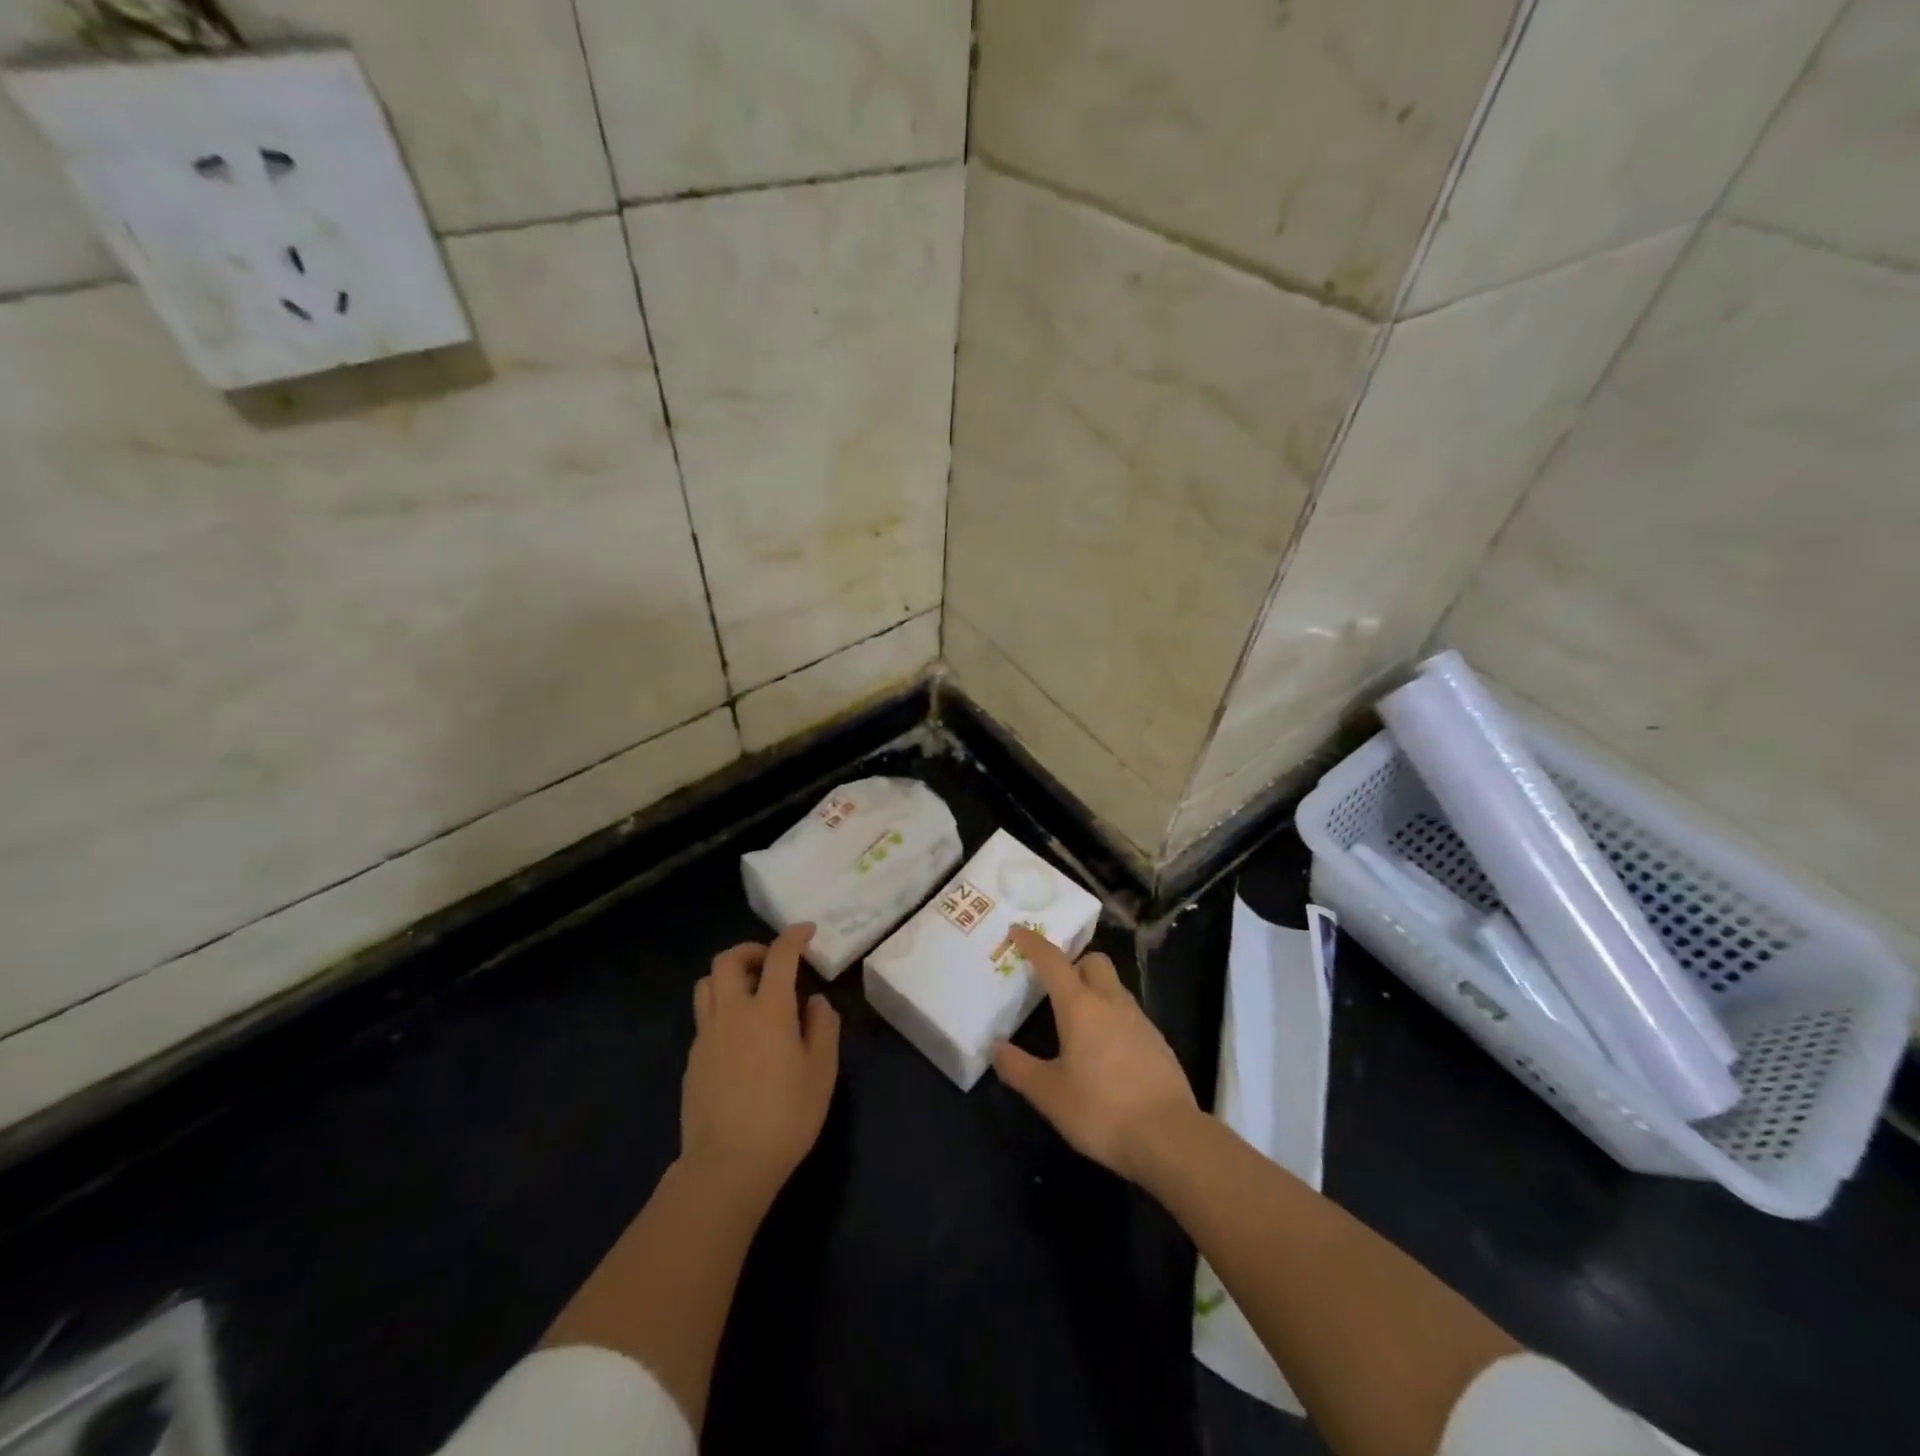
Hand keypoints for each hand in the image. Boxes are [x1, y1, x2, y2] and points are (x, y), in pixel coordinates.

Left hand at [682, 923, 839, 1202]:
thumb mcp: (822, 1073)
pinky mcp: (693, 1061)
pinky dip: (722, 1009)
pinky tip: (739, 1037)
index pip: (780, 956)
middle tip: (772, 962)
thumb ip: (823, 1029)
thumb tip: (815, 1002)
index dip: (793, 937)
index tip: (806, 931)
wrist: (727, 1166)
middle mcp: (733, 1013)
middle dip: (751, 949)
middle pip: (728, 960)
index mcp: (769, 1011)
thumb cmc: (785, 1117)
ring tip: (751, 992)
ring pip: (707, 985)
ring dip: (729, 976)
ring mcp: (707, 1036)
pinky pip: (704, 1018)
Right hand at [992, 925, 1198, 1183]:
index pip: (1053, 961)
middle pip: (1093, 962)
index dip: (1033, 943)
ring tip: (1078, 1024)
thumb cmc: (1101, 1110)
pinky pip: (1129, 1015)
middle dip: (1074, 964)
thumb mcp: (1049, 1094)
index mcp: (1080, 1006)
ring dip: (1094, 992)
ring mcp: (1139, 1020)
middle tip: (1055, 987)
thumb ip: (1018, 1068)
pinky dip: (1113, 1019)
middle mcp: (1111, 1002)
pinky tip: (1105, 1053)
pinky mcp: (1158, 1042)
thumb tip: (996, 1048)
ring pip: (1114, 988)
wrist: (1169, 1137)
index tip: (1017, 931)